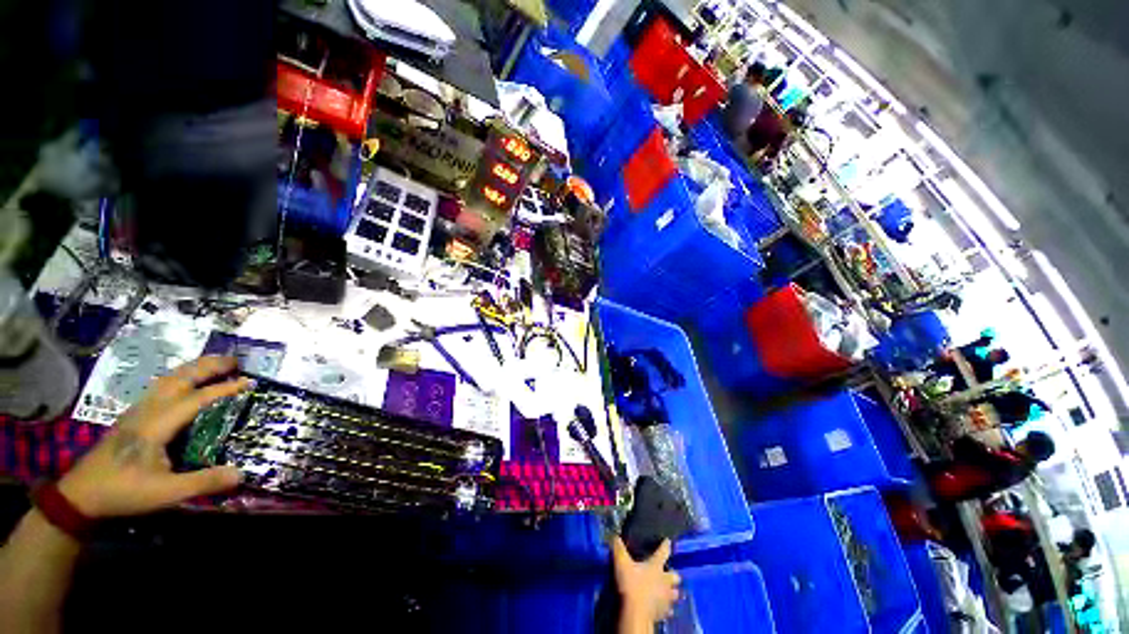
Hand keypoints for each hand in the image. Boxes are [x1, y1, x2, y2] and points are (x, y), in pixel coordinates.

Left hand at [57, 356, 250, 518]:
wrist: (81, 495)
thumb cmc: (124, 492)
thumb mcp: (165, 493)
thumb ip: (203, 482)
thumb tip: (242, 473)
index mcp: (156, 425)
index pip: (195, 399)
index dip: (223, 389)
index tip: (249, 382)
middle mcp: (147, 411)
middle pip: (179, 378)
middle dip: (207, 366)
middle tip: (235, 361)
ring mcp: (138, 412)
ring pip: (168, 379)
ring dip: (194, 368)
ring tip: (216, 365)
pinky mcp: (134, 417)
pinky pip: (161, 387)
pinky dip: (181, 377)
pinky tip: (187, 384)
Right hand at [612, 537, 680, 625]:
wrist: (635, 613)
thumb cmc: (630, 584)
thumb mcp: (621, 562)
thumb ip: (618, 548)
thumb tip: (615, 536)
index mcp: (656, 566)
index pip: (663, 552)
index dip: (665, 545)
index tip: (668, 541)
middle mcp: (664, 581)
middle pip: (674, 576)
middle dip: (673, 574)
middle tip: (669, 573)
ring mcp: (665, 598)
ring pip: (674, 594)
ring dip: (672, 592)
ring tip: (668, 591)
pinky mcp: (663, 612)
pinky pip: (668, 610)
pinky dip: (666, 608)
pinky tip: (662, 607)